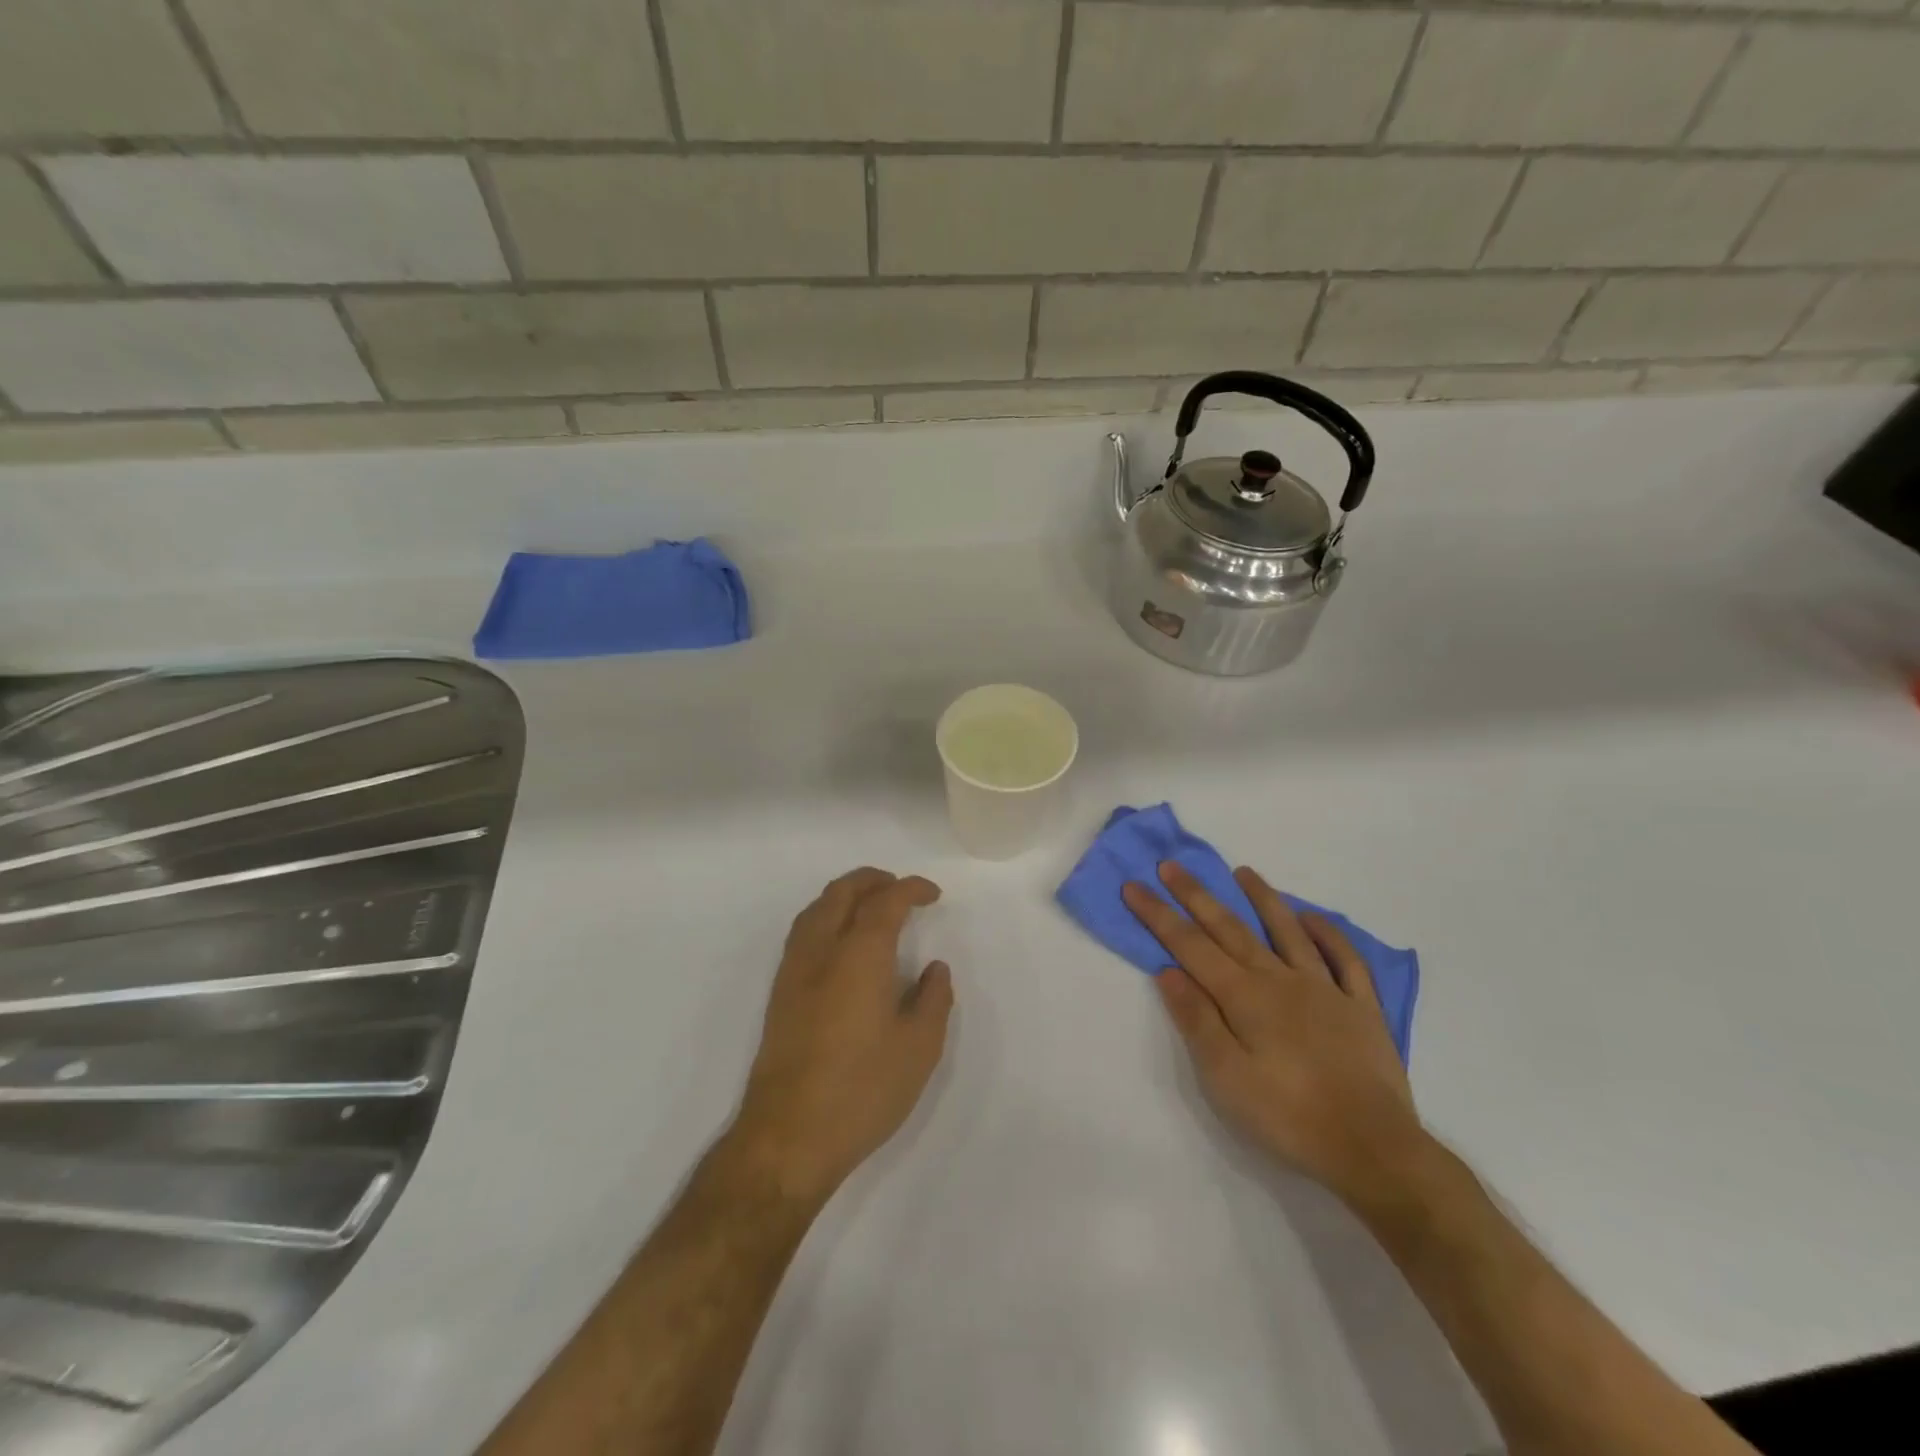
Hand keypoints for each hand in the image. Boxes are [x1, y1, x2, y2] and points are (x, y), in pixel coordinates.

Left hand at [732, 868, 953, 1204]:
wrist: (788, 1137)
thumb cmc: (862, 1090)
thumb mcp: (919, 1048)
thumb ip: (933, 999)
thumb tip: (934, 969)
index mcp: (859, 954)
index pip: (886, 901)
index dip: (911, 889)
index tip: (933, 895)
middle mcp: (822, 951)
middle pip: (842, 892)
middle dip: (873, 880)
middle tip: (901, 889)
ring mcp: (794, 972)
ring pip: (816, 909)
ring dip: (846, 895)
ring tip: (871, 907)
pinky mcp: (779, 995)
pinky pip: (803, 932)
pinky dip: (826, 917)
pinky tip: (841, 943)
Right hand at [1124, 863, 1428, 1208]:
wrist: (1373, 1149)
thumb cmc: (1288, 1116)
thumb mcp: (1225, 1077)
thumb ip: (1196, 1019)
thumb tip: (1168, 970)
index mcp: (1243, 996)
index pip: (1189, 945)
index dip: (1158, 914)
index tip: (1134, 886)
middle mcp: (1280, 979)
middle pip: (1230, 928)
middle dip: (1196, 895)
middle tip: (1172, 865)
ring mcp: (1325, 989)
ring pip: (1288, 931)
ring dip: (1263, 898)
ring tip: (1243, 872)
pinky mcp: (1360, 1008)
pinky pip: (1344, 959)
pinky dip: (1328, 934)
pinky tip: (1313, 919)